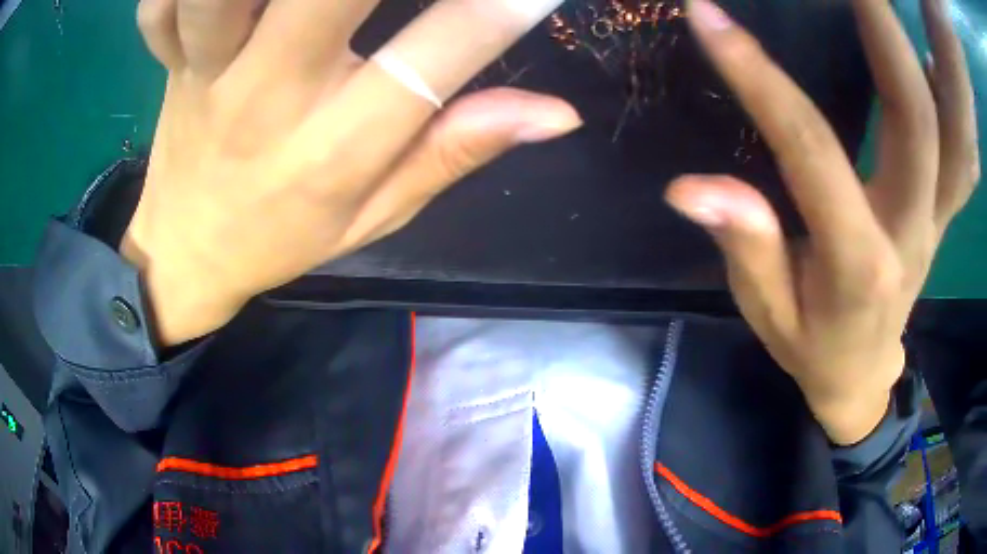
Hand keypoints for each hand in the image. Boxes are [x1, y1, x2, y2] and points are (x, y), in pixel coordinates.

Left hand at [124, 0, 580, 345]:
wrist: (186, 253)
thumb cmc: (280, 235)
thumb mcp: (377, 212)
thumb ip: (458, 148)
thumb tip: (557, 113)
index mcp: (335, 147)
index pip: (434, 59)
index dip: (498, 9)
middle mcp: (269, 98)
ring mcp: (207, 74)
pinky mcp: (170, 64)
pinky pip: (160, 13)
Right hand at [667, 0, 978, 443]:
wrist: (863, 376)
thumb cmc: (813, 351)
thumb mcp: (769, 315)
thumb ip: (747, 248)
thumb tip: (692, 189)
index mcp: (859, 264)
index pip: (811, 150)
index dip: (760, 80)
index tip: (709, 18)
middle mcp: (910, 229)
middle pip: (915, 118)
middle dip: (882, 33)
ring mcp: (934, 217)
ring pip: (942, 126)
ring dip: (915, 52)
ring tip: (877, 0)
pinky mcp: (939, 210)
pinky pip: (954, 150)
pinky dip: (946, 97)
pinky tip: (928, 57)